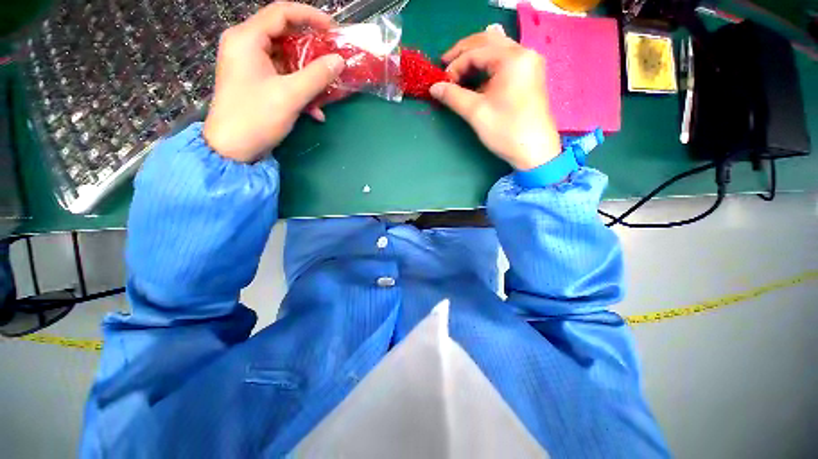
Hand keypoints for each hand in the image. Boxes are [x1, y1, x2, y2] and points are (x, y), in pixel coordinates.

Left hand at [203, 2, 345, 162]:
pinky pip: (282, 77)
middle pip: (285, 35)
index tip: (334, 30)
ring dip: (309, 74)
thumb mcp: (290, 95)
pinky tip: (315, 110)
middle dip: (312, 49)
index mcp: (247, 39)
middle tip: (334, 59)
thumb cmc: (256, 117)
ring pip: (286, 59)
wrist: (232, 149)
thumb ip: (317, 76)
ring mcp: (250, 65)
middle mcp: (246, 45)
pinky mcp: (255, 82)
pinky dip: (299, 89)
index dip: (310, 17)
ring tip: (328, 88)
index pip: (282, 12)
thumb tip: (339, 60)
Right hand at [431, 26, 560, 170]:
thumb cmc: (506, 131)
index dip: (455, 66)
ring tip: (458, 71)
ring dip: (476, 57)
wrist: (534, 151)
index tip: (442, 83)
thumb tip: (433, 87)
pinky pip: (505, 61)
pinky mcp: (529, 75)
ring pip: (497, 49)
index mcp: (512, 58)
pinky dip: (488, 66)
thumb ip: (453, 96)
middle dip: (464, 51)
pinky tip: (478, 77)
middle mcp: (523, 53)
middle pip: (488, 41)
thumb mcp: (476, 113)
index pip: (476, 52)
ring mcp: (529, 64)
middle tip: (445, 64)